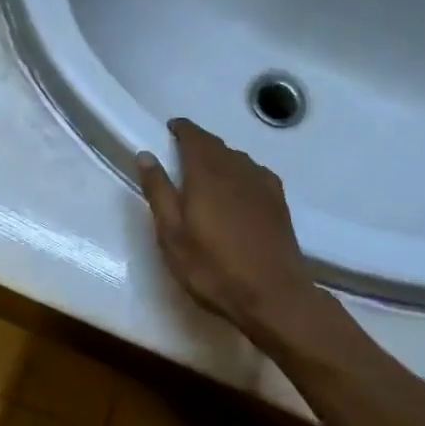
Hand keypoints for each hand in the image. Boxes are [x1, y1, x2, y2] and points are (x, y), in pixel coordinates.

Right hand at [136, 118, 314, 334]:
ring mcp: (262, 184)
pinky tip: (237, 189)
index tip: (169, 130)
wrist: (274, 296)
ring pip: (236, 158)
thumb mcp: (172, 234)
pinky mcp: (278, 201)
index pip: (194, 136)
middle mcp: (236, 169)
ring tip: (205, 173)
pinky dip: (240, 172)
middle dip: (198, 143)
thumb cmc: (213, 267)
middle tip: (181, 154)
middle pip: (216, 144)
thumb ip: (159, 191)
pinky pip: (254, 173)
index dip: (181, 129)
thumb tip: (146, 155)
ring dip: (219, 157)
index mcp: (206, 172)